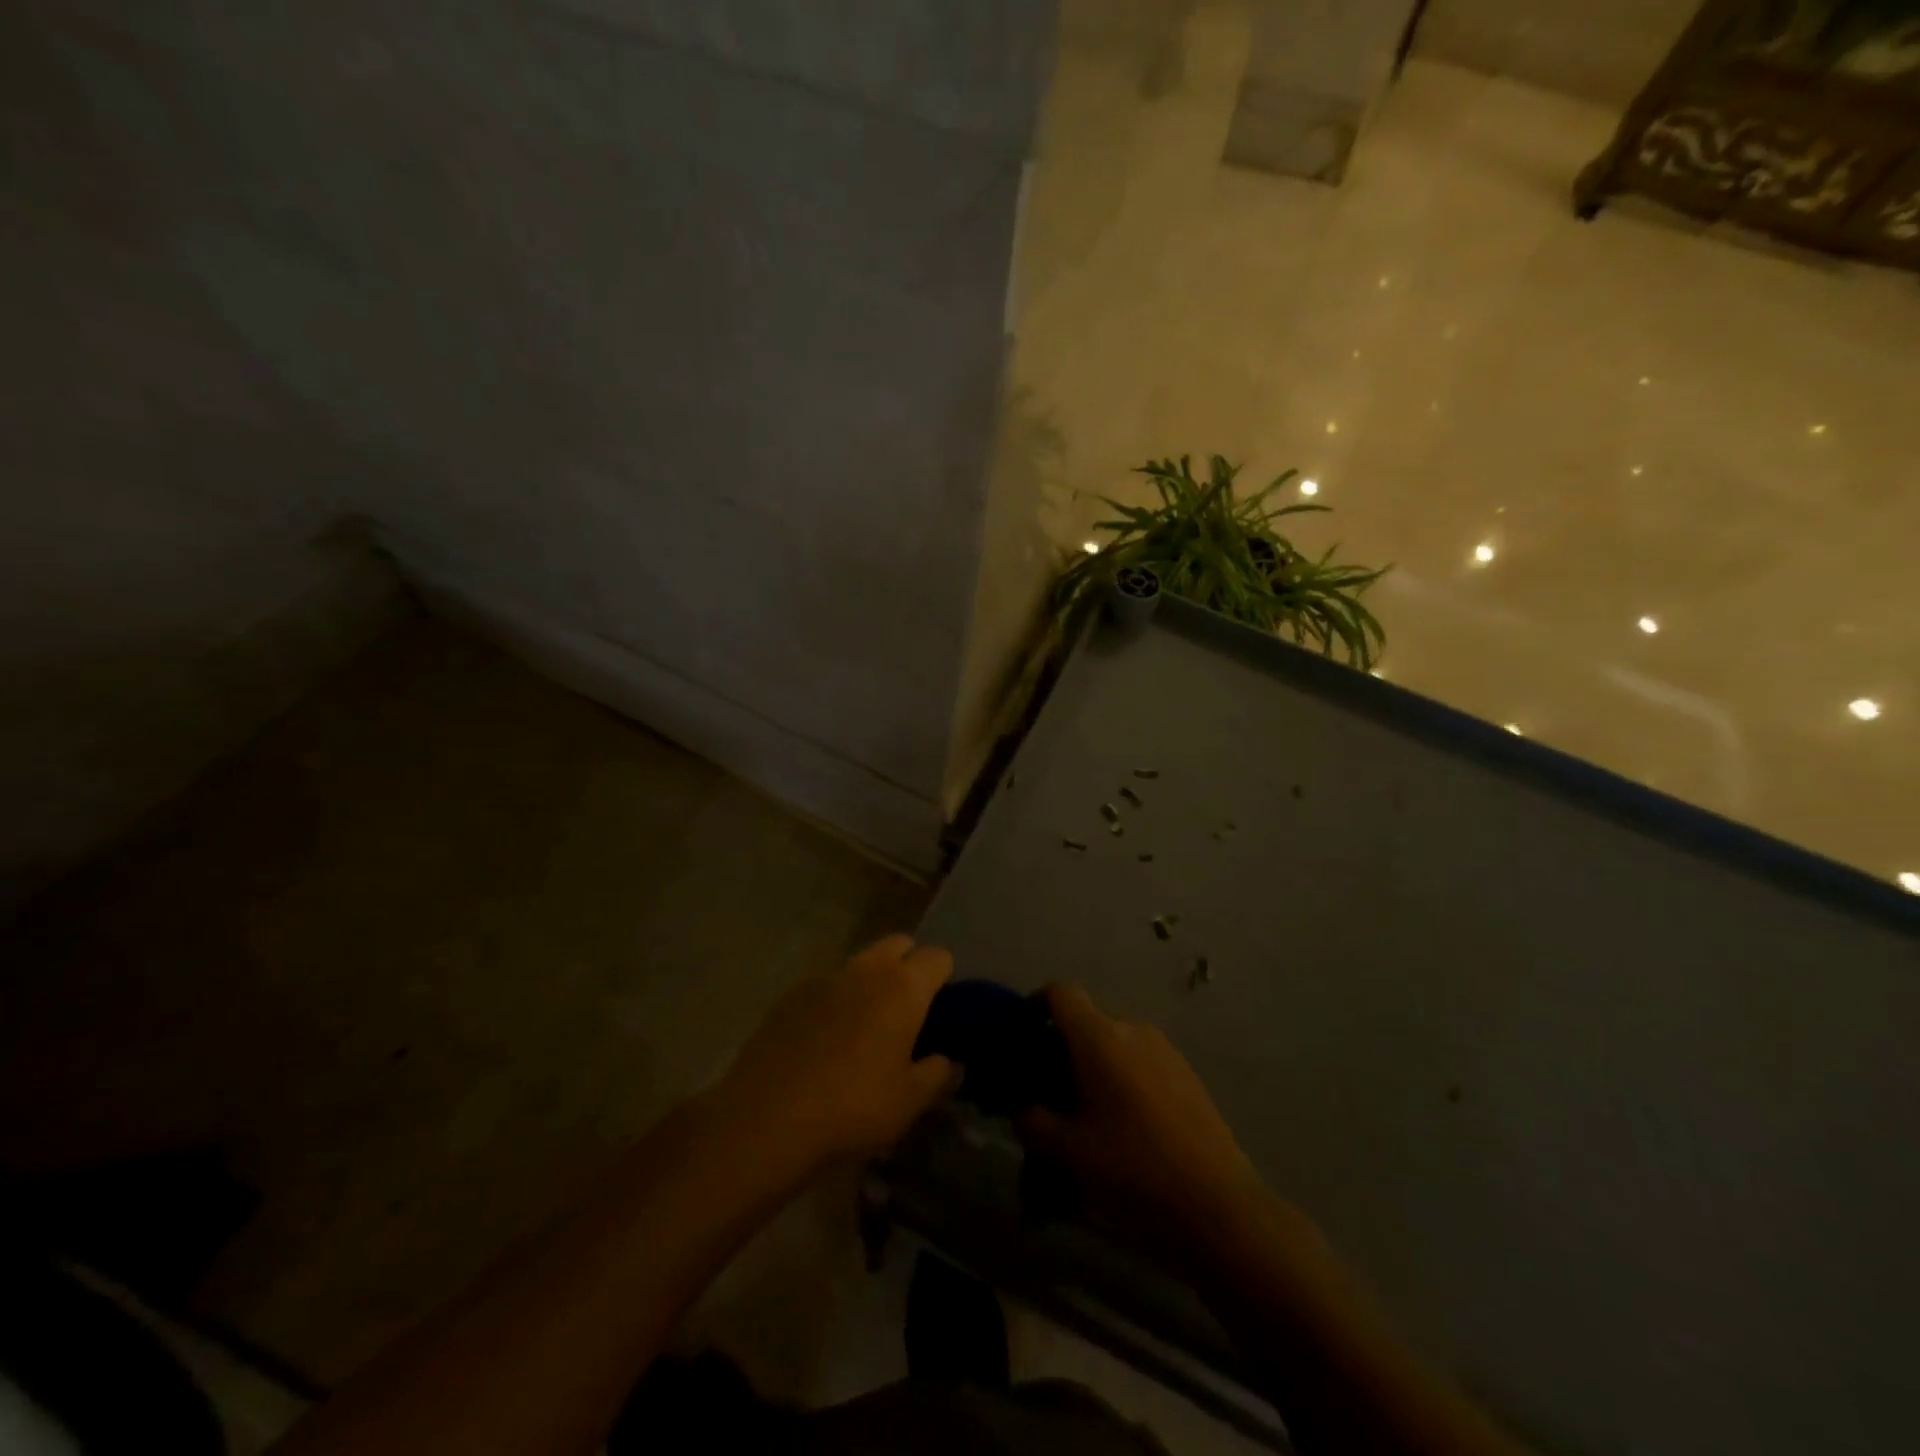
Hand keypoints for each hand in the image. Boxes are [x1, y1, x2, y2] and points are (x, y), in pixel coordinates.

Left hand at [712, 935, 956, 1173]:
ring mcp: (825, 977)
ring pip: (861, 961)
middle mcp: (867, 969)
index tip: (942, 1010)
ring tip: (866, 1025)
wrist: (766, 1118)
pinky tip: (826, 1038)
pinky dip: (837, 998)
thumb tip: (949, 1060)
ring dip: (872, 980)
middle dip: (909, 965)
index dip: (945, 978)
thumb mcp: (909, 1102)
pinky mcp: (792, 993)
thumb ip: (937, 1074)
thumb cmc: (852, 1107)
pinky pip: (828, 983)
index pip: (938, 957)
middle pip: (899, 944)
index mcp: (904, 987)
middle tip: (908, 1010)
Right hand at [1019, 984, 1263, 1243]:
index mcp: (1099, 1037)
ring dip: (1094, 1068)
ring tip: (1086, 1116)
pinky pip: (1141, 1062)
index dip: (1036, 1005)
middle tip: (1049, 1092)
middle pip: (1087, 1021)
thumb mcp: (1067, 1152)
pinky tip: (1123, 1127)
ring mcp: (1165, 1050)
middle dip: (1062, 1049)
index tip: (1023, 1035)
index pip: (1060, 993)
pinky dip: (1122, 1080)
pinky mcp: (1187, 1074)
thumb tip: (1021, 1107)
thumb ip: (1032, 1122)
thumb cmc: (1132, 1170)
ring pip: (1115, 1045)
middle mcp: (1132, 1030)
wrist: (1218, 1206)